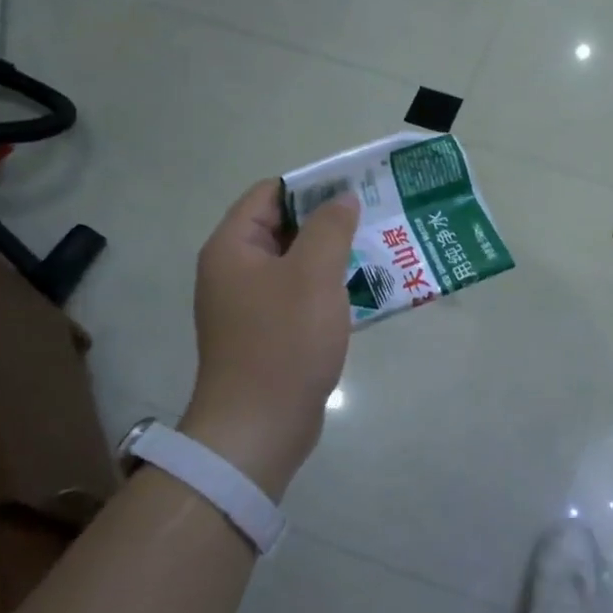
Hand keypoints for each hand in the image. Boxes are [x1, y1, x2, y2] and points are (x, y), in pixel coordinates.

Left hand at [181, 180, 358, 498]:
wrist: (260, 427)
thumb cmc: (284, 341)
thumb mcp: (313, 274)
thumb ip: (330, 228)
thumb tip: (342, 199)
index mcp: (233, 248)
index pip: (269, 194)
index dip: (311, 185)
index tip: (355, 189)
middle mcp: (235, 272)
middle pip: (284, 229)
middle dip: (329, 223)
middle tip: (375, 220)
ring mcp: (250, 307)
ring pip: (297, 266)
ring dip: (334, 258)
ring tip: (379, 252)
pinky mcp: (268, 335)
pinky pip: (300, 299)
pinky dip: (329, 291)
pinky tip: (364, 293)